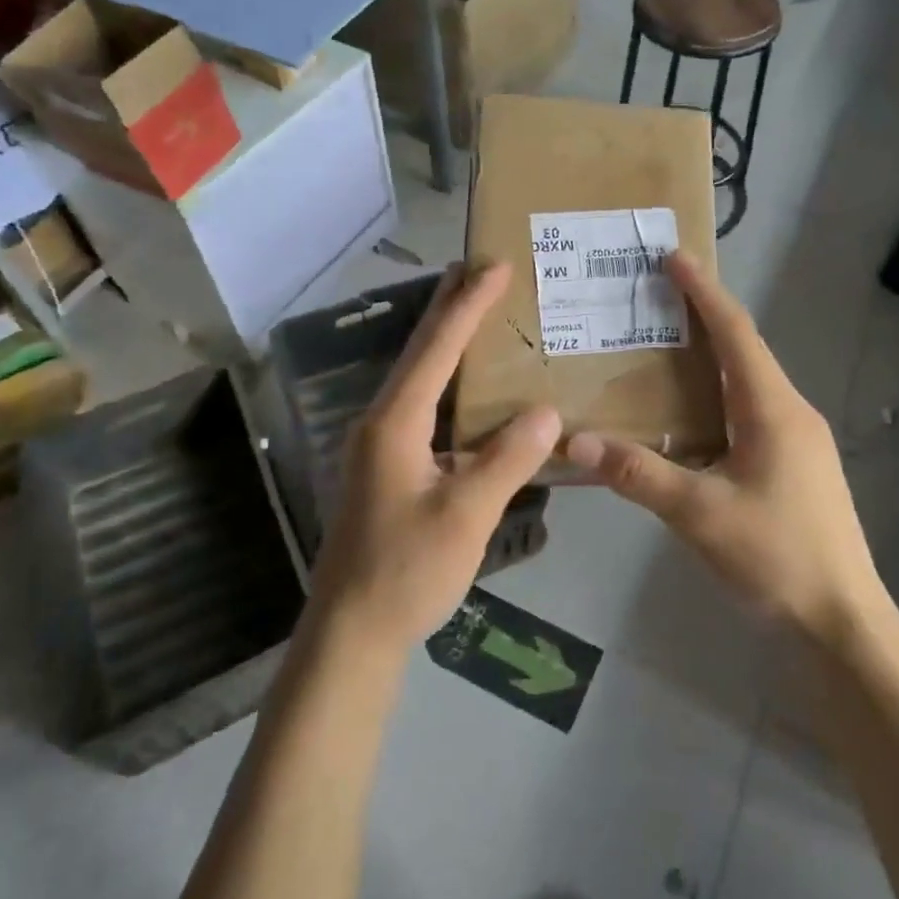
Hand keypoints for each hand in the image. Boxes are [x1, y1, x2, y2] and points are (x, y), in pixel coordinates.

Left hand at [307, 264, 560, 656]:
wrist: (351, 632)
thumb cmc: (406, 570)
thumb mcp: (466, 515)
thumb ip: (508, 459)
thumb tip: (548, 412)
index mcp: (396, 422)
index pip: (437, 349)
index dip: (468, 305)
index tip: (494, 266)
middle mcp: (382, 422)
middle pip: (419, 352)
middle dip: (449, 308)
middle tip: (478, 270)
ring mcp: (380, 446)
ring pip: (419, 380)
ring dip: (447, 344)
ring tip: (477, 314)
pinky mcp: (388, 468)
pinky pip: (423, 409)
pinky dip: (448, 385)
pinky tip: (471, 392)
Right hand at [565, 254, 897, 651]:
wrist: (843, 621)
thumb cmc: (777, 557)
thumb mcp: (700, 514)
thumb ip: (639, 474)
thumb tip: (577, 441)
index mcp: (773, 409)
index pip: (735, 333)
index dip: (704, 292)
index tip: (674, 257)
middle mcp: (792, 412)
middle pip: (744, 350)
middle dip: (703, 318)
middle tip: (655, 299)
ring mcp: (799, 440)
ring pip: (748, 384)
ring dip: (711, 360)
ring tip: (663, 350)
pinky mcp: (797, 466)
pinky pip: (751, 413)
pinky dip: (718, 398)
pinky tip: (690, 419)